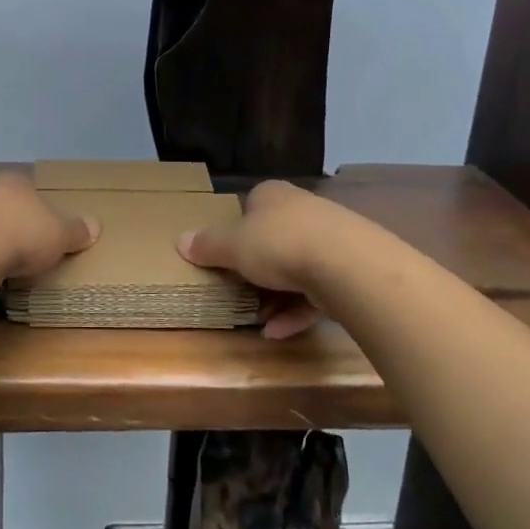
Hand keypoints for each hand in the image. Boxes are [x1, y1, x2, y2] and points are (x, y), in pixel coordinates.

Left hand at [0, 172, 99, 278]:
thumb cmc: (23, 232)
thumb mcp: (60, 234)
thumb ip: (76, 230)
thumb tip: (96, 226)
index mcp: (16, 180)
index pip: (30, 189)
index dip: (39, 208)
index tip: (46, 229)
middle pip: (4, 205)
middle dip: (14, 224)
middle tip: (27, 248)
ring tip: (5, 265)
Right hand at [178, 180, 333, 338]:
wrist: (346, 264)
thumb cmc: (279, 243)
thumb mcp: (232, 245)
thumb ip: (207, 245)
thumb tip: (180, 241)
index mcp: (273, 196)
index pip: (251, 205)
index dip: (237, 229)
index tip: (225, 254)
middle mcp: (303, 210)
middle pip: (274, 239)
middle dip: (256, 268)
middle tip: (237, 291)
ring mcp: (331, 241)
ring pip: (296, 268)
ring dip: (276, 296)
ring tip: (257, 319)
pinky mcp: (349, 271)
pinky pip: (316, 293)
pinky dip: (296, 312)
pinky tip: (278, 333)